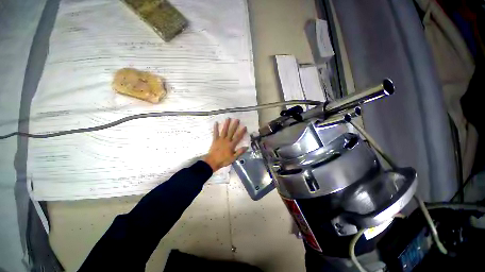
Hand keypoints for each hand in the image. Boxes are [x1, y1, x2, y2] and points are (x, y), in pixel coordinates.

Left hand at [203, 118, 247, 171]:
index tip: (244, 126)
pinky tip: (216, 122)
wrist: (212, 162)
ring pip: (224, 130)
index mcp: (231, 145)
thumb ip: (240, 152)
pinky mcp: (215, 140)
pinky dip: (215, 128)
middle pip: (231, 132)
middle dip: (234, 125)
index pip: (238, 137)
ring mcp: (220, 139)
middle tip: (237, 119)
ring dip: (226, 124)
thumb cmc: (223, 160)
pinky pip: (215, 133)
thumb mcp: (233, 158)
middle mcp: (226, 140)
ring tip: (228, 118)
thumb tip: (247, 147)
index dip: (242, 132)